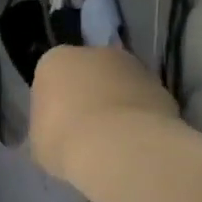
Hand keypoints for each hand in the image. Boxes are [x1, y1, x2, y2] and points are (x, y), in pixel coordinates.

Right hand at [30, 44, 182, 184]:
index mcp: (54, 61)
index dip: (55, 102)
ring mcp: (132, 67)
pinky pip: (144, 102)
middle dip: (89, 96)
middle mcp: (94, 53)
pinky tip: (136, 144)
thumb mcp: (39, 140)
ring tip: (115, 141)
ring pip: (120, 85)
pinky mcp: (162, 87)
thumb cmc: (65, 140)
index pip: (52, 76)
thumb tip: (60, 131)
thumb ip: (48, 127)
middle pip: (88, 74)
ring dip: (118, 105)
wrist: (119, 148)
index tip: (58, 125)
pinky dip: (141, 118)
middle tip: (87, 131)